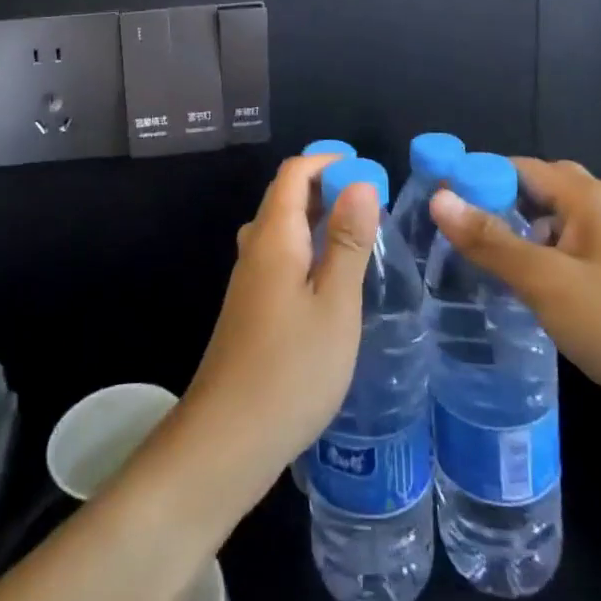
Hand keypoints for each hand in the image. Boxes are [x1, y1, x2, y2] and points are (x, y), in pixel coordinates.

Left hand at [178, 154, 380, 503]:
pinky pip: (279, 256)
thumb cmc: (291, 369)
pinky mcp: (249, 307)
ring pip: (282, 228)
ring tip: (358, 236)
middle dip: (326, 186)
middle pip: (285, 196)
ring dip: (317, 218)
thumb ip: (348, 241)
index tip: (368, 172)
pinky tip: (331, 279)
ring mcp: (248, 279)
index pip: (294, 173)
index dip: (328, 161)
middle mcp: (255, 248)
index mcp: (274, 236)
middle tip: (373, 204)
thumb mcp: (334, 304)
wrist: (227, 439)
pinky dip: (307, 248)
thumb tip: (360, 182)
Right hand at [429, 157, 600, 466]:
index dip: (480, 176)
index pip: (525, 168)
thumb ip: (490, 239)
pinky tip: (513, 288)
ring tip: (472, 255)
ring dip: (517, 235)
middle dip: (499, 202)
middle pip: (542, 192)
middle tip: (455, 226)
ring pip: (554, 228)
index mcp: (596, 199)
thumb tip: (439, 198)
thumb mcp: (546, 281)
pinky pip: (567, 259)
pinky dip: (538, 263)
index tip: (438, 195)